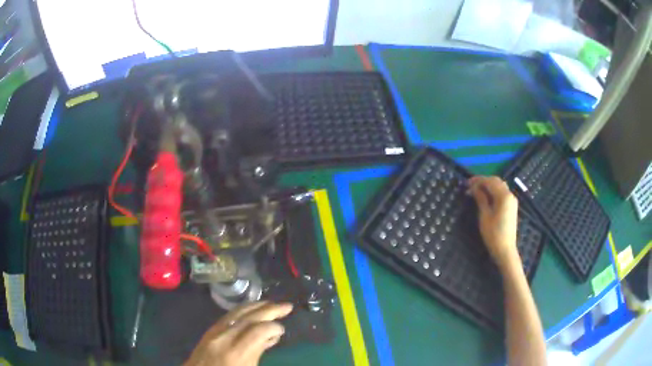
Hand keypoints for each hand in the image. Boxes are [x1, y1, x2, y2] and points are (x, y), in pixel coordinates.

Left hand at [185, 301, 292, 365]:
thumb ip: (258, 353)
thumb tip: (270, 337)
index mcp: (237, 354)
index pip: (258, 331)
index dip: (274, 327)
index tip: (282, 329)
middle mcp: (224, 339)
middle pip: (248, 318)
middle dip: (269, 310)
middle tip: (286, 306)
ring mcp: (214, 333)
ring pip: (236, 313)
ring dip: (256, 306)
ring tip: (271, 304)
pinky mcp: (208, 332)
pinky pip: (227, 316)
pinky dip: (242, 311)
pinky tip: (251, 311)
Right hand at [468, 176, 519, 269]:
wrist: (505, 250)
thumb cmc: (493, 234)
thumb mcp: (484, 216)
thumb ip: (481, 199)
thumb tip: (474, 188)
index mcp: (504, 196)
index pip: (490, 181)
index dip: (478, 180)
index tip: (466, 183)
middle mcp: (510, 195)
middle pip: (496, 181)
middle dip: (483, 181)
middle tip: (470, 186)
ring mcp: (512, 200)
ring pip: (500, 186)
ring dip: (488, 185)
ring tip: (476, 191)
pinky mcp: (511, 206)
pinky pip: (502, 193)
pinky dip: (493, 191)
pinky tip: (486, 196)